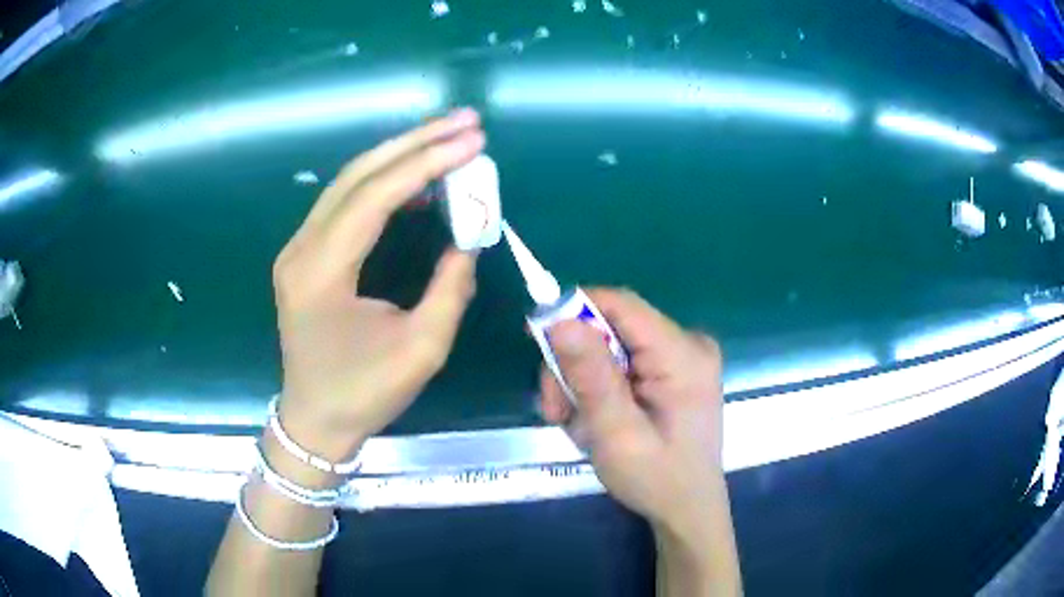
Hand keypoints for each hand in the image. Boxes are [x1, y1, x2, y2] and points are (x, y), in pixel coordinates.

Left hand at [272, 109, 484, 461]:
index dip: (426, 162)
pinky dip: (385, 182)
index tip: (472, 142)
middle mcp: (302, 247)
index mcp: (321, 271)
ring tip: (448, 138)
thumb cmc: (363, 393)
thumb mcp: (421, 351)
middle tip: (464, 121)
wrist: (315, 419)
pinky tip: (418, 180)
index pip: (375, 196)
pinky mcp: (306, 253)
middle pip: (358, 173)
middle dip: (415, 141)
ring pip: (349, 181)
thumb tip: (469, 240)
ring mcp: (299, 247)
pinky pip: (346, 202)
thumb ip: (450, 289)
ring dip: (400, 155)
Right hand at [539, 288, 725, 533]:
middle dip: (575, 364)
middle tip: (557, 411)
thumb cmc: (657, 480)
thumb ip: (591, 377)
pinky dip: (600, 388)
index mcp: (684, 355)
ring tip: (577, 426)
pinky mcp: (673, 371)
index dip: (574, 312)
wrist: (688, 509)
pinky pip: (622, 362)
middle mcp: (688, 344)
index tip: (538, 343)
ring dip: (583, 382)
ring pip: (611, 346)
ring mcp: (682, 357)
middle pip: (612, 328)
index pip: (621, 305)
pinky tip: (597, 421)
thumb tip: (559, 319)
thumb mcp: (617, 435)